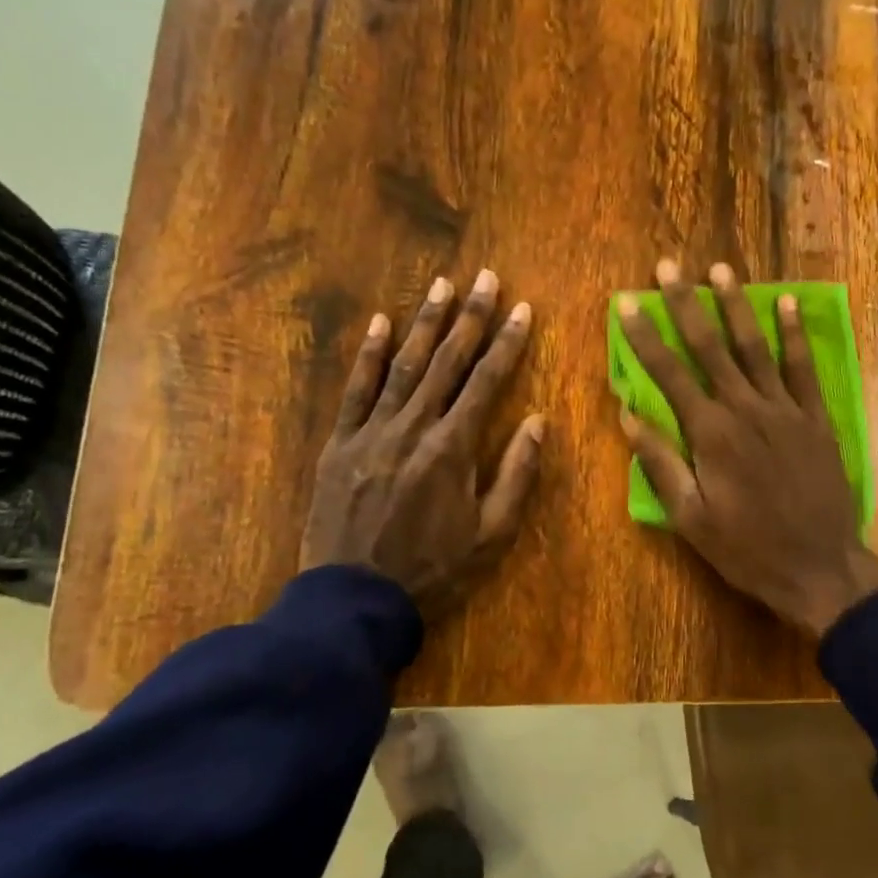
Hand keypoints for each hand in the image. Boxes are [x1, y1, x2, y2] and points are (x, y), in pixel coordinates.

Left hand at [300, 270, 544, 620]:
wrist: (354, 600)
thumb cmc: (434, 569)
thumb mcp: (492, 533)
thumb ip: (516, 473)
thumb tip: (537, 421)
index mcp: (453, 447)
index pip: (487, 381)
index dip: (507, 342)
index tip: (522, 309)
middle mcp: (413, 427)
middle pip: (447, 362)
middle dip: (470, 317)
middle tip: (485, 277)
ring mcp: (371, 431)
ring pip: (402, 365)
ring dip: (424, 323)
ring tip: (441, 286)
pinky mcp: (340, 444)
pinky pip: (355, 390)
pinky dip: (367, 355)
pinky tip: (379, 323)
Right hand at [616, 259, 877, 638]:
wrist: (820, 567)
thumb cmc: (747, 548)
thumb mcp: (691, 518)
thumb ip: (660, 463)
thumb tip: (628, 415)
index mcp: (711, 433)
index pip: (669, 373)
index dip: (645, 336)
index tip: (627, 303)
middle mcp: (746, 408)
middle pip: (710, 347)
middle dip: (685, 304)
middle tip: (668, 266)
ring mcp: (786, 409)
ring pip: (755, 347)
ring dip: (736, 305)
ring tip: (720, 269)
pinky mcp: (816, 418)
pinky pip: (802, 368)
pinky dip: (793, 334)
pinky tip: (785, 302)